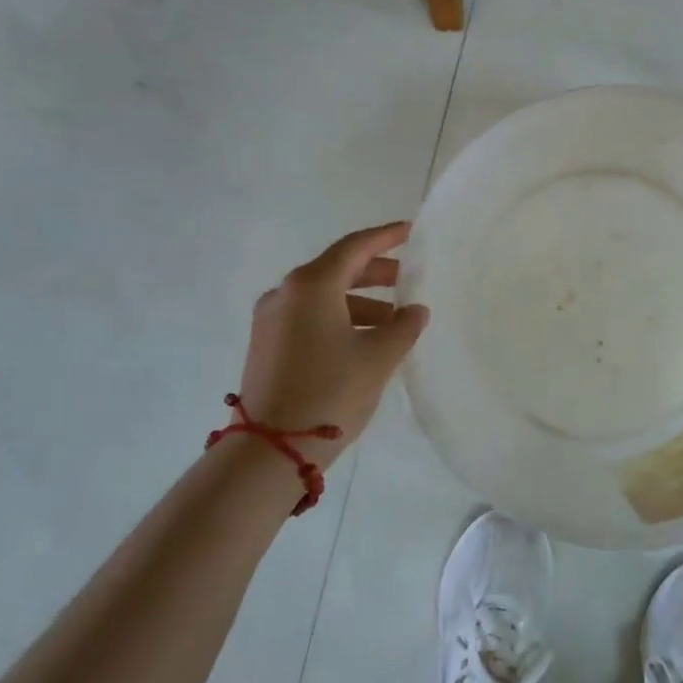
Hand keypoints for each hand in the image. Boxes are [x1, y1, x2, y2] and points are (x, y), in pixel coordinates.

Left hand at [236, 223, 428, 460]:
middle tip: (408, 278)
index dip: (386, 237)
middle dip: (375, 272)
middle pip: (337, 269)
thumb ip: (404, 327)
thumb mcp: (379, 357)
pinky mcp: (267, 345)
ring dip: (360, 301)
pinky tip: (364, 338)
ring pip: (323, 296)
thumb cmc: (330, 392)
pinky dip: (339, 317)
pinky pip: (309, 316)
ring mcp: (271, 320)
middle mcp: (286, 293)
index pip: (355, 247)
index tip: (410, 232)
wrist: (270, 450)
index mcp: (311, 285)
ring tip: (393, 319)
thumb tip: (414, 311)